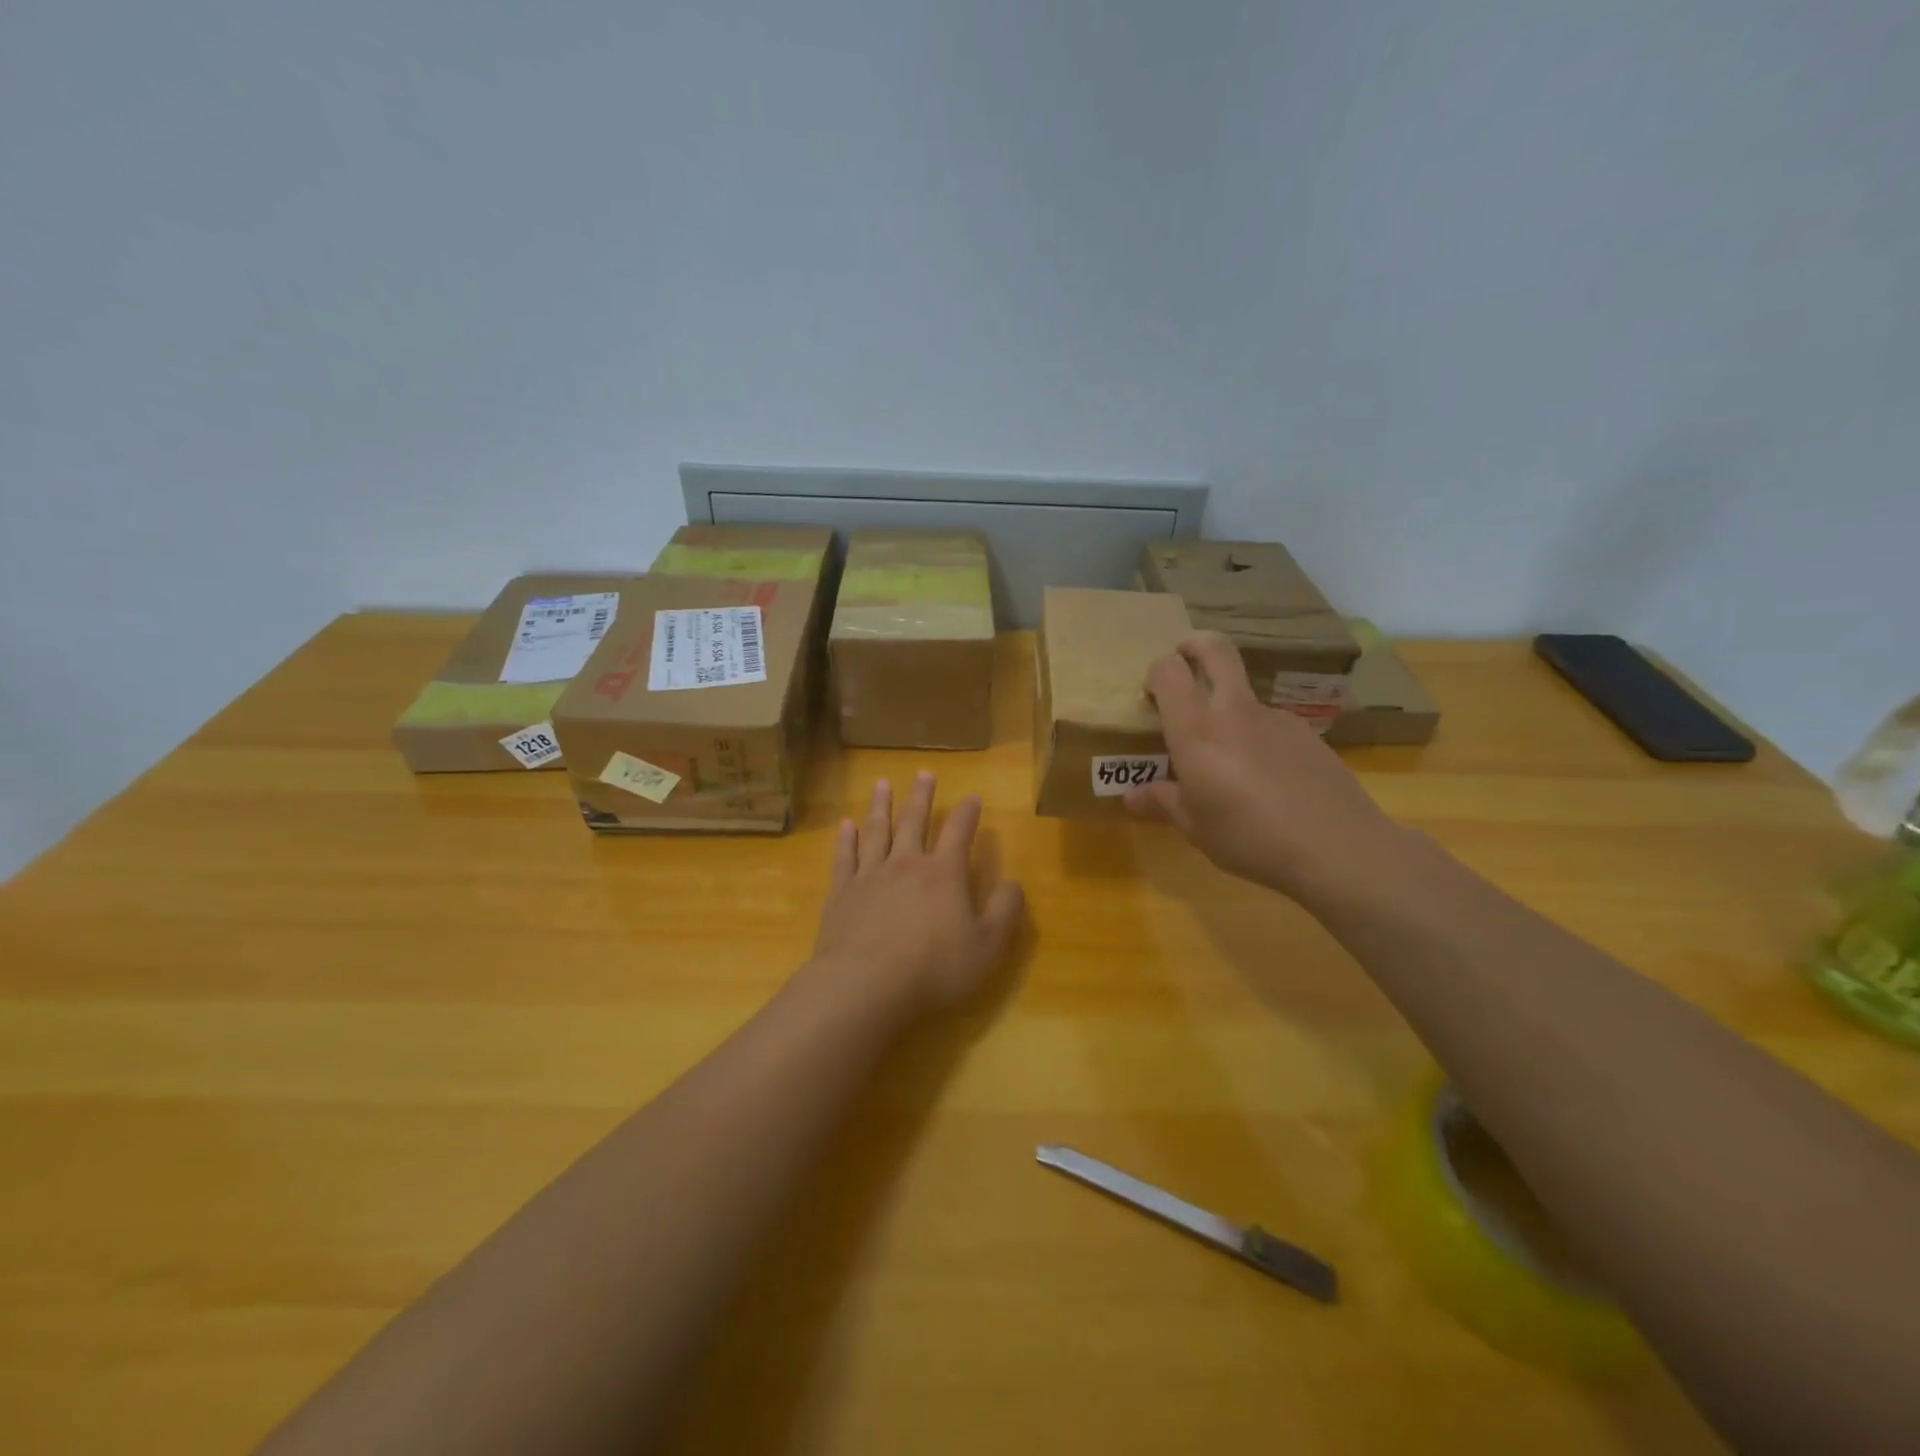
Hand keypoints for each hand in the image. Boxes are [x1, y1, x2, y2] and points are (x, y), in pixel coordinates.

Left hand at [810, 772, 1025, 1014]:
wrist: (865, 984)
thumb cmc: (933, 968)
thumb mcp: (987, 946)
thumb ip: (1004, 911)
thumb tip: (1014, 883)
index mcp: (943, 873)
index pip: (960, 833)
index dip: (968, 813)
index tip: (972, 796)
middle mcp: (906, 863)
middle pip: (914, 821)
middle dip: (921, 796)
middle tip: (924, 773)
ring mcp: (870, 875)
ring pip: (876, 830)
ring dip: (881, 805)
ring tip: (883, 784)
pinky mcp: (841, 893)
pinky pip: (845, 857)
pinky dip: (846, 839)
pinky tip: (846, 825)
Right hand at [1125, 633, 1406, 903]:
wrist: (1337, 848)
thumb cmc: (1249, 837)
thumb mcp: (1196, 827)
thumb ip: (1163, 802)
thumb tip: (1132, 796)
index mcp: (1196, 731)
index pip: (1169, 672)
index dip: (1157, 671)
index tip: (1151, 692)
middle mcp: (1234, 712)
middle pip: (1216, 650)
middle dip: (1196, 645)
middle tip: (1184, 660)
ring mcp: (1276, 718)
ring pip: (1244, 695)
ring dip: (1228, 708)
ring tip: (1229, 761)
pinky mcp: (1307, 734)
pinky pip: (1271, 725)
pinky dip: (1258, 739)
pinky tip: (1268, 780)